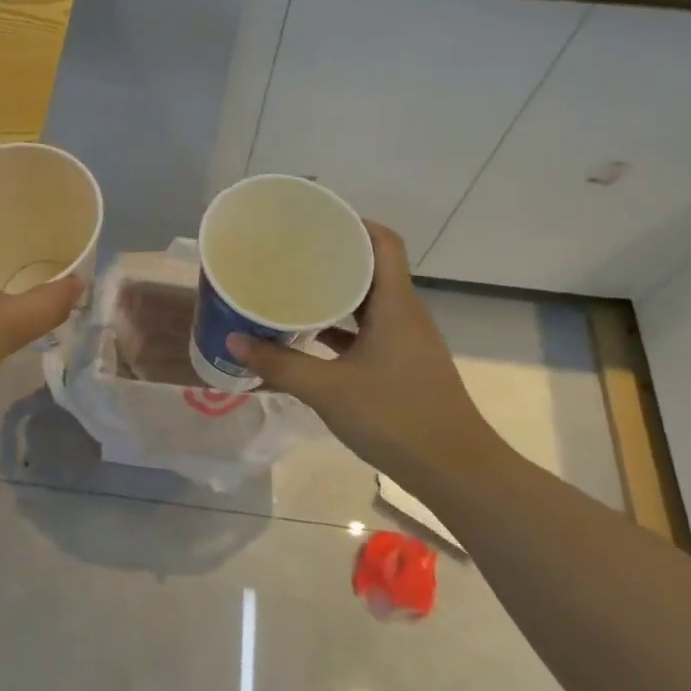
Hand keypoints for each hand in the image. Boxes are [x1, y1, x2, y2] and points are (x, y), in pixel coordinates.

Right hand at [227, 223, 495, 477]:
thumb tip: (234, 340)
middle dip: (333, 257)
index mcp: (395, 305)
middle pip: (372, 268)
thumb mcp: (328, 390)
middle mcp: (404, 314)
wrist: (456, 471)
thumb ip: (279, 364)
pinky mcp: (403, 365)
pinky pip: (369, 331)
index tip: (314, 220)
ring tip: (293, 287)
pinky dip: (341, 327)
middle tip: (290, 252)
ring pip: (368, 302)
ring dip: (335, 294)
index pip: (383, 242)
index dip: (353, 223)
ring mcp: (406, 341)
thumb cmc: (396, 417)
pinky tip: (309, 336)